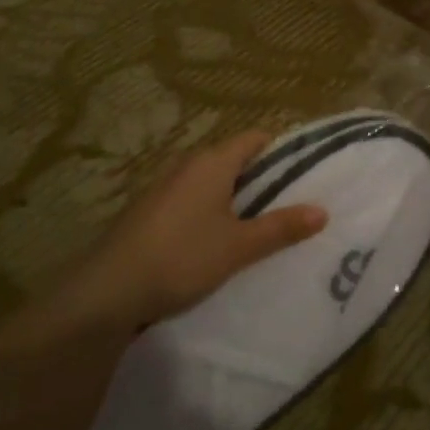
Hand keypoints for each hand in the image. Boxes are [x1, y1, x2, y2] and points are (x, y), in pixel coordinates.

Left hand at [15, 132, 327, 341]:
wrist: (106, 290)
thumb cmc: (181, 257)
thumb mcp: (238, 246)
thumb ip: (281, 227)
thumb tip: (322, 211)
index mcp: (213, 162)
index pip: (255, 138)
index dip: (281, 151)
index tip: (303, 174)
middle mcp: (188, 165)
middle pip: (234, 159)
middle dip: (261, 178)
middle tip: (288, 205)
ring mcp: (164, 186)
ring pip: (211, 181)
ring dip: (234, 198)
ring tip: (258, 226)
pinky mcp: (149, 210)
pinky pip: (191, 199)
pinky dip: (209, 211)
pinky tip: (215, 242)